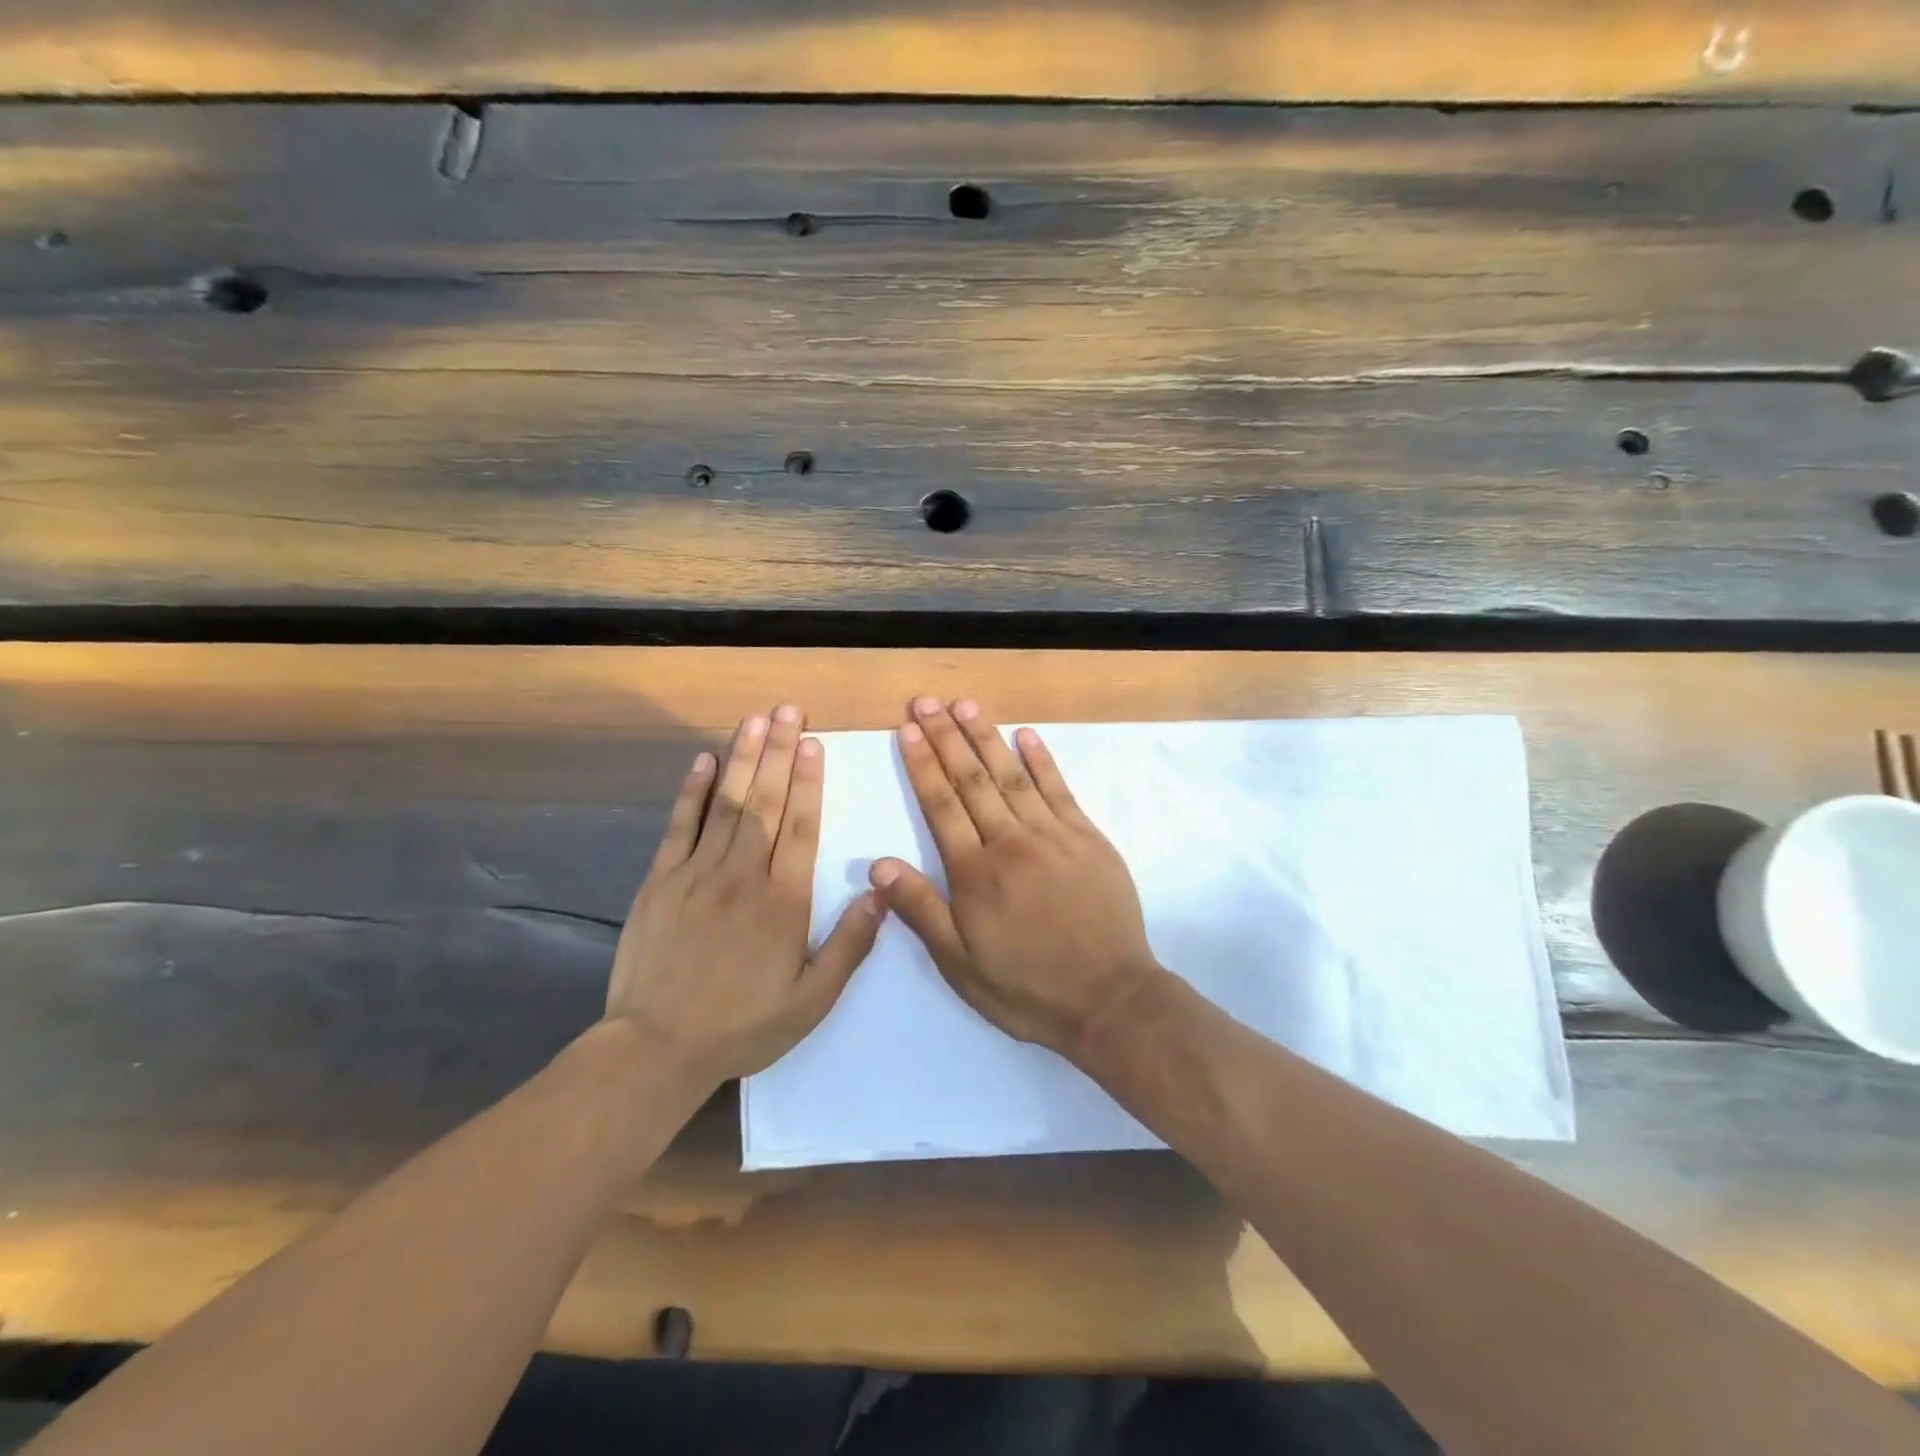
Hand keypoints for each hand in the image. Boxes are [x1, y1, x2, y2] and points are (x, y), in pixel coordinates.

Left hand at [605, 705, 883, 1085]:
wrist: (656, 1048)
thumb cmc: (742, 1026)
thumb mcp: (811, 1001)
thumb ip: (849, 945)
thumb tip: (879, 892)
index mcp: (784, 901)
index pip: (802, 827)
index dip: (809, 781)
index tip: (814, 743)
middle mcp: (744, 875)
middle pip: (766, 802)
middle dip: (778, 752)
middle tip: (787, 710)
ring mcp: (698, 873)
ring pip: (727, 803)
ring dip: (743, 757)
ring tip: (754, 720)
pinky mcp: (661, 881)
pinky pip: (680, 826)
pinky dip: (692, 790)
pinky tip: (703, 760)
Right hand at [869, 696, 1162, 1057]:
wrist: (1109, 999)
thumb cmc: (1027, 987)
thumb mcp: (961, 964)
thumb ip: (921, 910)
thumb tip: (878, 864)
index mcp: (976, 872)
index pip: (941, 805)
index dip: (922, 764)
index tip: (907, 730)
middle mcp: (1011, 841)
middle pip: (972, 779)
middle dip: (946, 737)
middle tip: (927, 701)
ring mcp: (1054, 834)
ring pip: (1012, 775)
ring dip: (986, 737)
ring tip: (965, 705)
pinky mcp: (1088, 837)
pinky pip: (1060, 789)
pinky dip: (1041, 759)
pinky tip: (1025, 735)